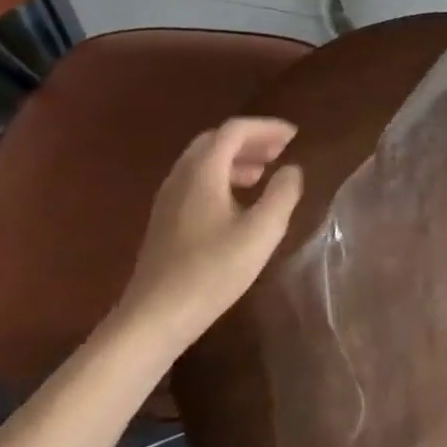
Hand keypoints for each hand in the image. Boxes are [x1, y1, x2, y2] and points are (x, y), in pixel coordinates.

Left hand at [113, 117, 304, 347]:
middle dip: (250, 140)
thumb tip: (292, 169)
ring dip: (236, 159)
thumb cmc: (211, 272)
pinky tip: (237, 204)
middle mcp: (181, 177)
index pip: (235, 130)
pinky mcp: (164, 222)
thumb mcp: (261, 232)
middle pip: (216, 140)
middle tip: (279, 151)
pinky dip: (221, 177)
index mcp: (203, 171)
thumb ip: (282, 194)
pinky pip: (195, 182)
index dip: (267, 127)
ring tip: (263, 174)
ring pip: (203, 162)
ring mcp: (168, 200)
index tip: (294, 136)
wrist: (153, 320)